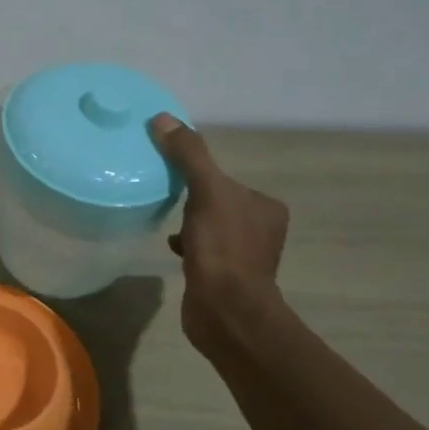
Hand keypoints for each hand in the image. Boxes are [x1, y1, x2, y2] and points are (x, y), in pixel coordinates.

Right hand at [148, 114, 290, 354]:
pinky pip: (203, 251)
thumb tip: (162, 118)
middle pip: (218, 201)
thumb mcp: (206, 192)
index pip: (227, 179)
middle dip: (193, 200)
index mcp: (265, 206)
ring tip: (166, 221)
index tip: (173, 177)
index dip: (199, 175)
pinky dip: (187, 245)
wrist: (226, 311)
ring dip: (189, 223)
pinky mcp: (225, 278)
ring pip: (210, 227)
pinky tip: (170, 247)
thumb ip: (188, 155)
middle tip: (166, 196)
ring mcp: (244, 256)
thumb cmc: (223, 248)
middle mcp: (261, 229)